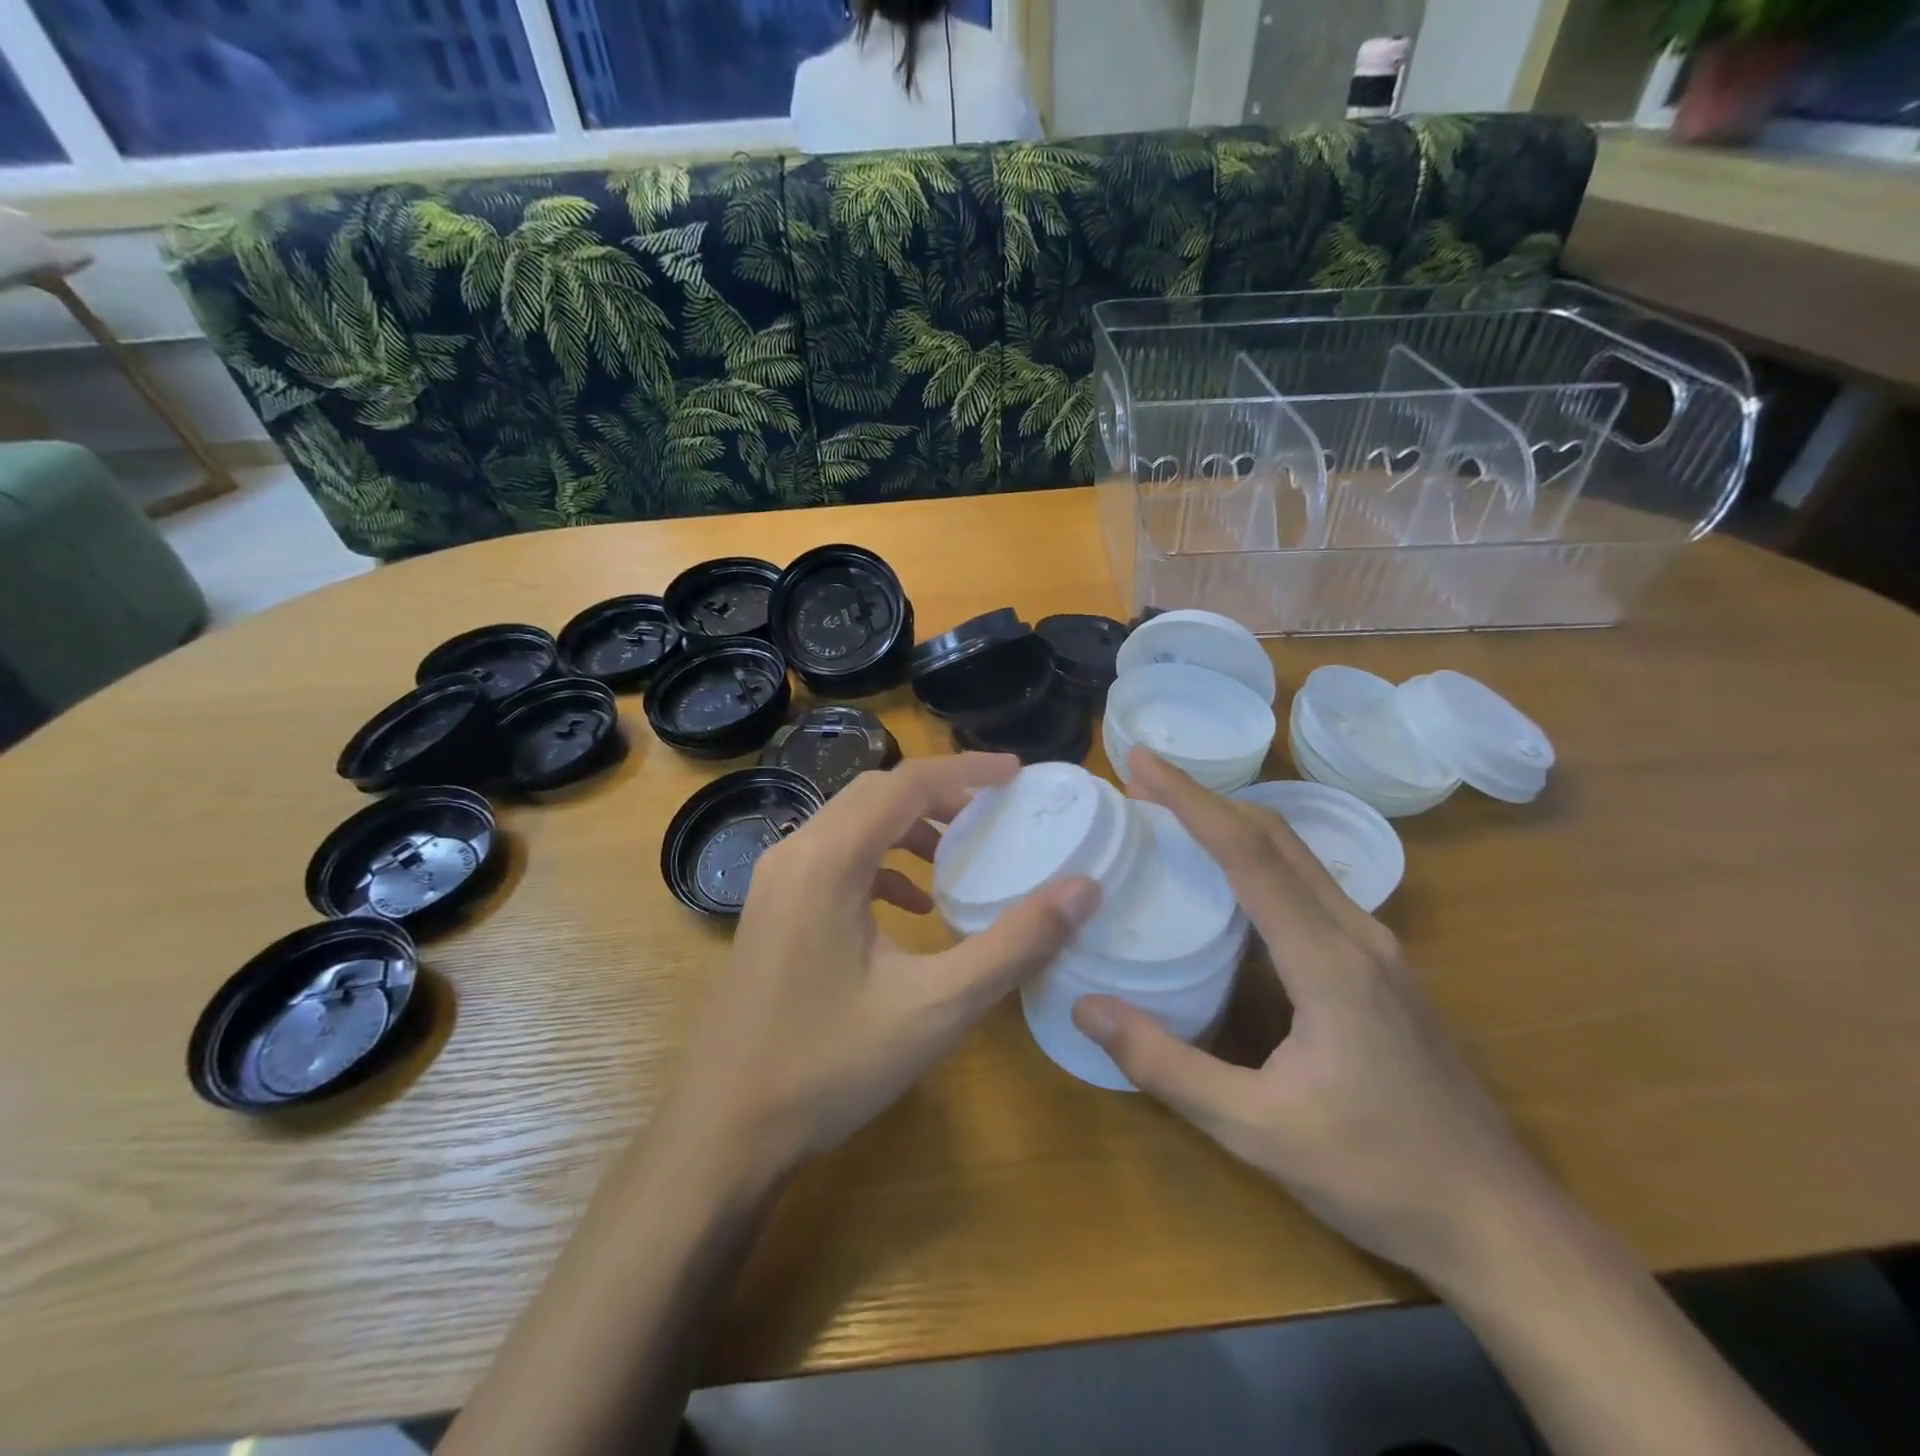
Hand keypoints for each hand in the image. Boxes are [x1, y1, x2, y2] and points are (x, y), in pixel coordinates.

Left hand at [671, 753, 1100, 1175]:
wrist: (726, 1129)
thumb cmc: (830, 1067)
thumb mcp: (935, 1008)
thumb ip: (1013, 945)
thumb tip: (1083, 890)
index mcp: (828, 861)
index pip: (905, 784)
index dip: (966, 771)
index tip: (1017, 773)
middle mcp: (794, 854)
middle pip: (875, 793)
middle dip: (939, 792)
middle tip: (994, 810)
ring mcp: (775, 881)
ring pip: (851, 822)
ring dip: (907, 825)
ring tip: (958, 853)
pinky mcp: (772, 908)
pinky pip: (833, 857)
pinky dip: (880, 862)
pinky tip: (911, 906)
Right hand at [1072, 750, 1561, 1292]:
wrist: (1502, 1223)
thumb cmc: (1378, 1174)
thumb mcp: (1255, 1129)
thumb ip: (1166, 1065)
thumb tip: (1086, 1007)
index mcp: (1328, 961)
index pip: (1249, 854)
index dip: (1190, 800)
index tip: (1142, 762)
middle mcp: (1358, 936)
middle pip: (1276, 838)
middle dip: (1207, 798)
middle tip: (1146, 778)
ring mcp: (1378, 950)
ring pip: (1299, 858)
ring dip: (1236, 824)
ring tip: (1176, 816)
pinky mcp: (1381, 969)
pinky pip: (1312, 888)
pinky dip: (1262, 861)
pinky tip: (1232, 884)